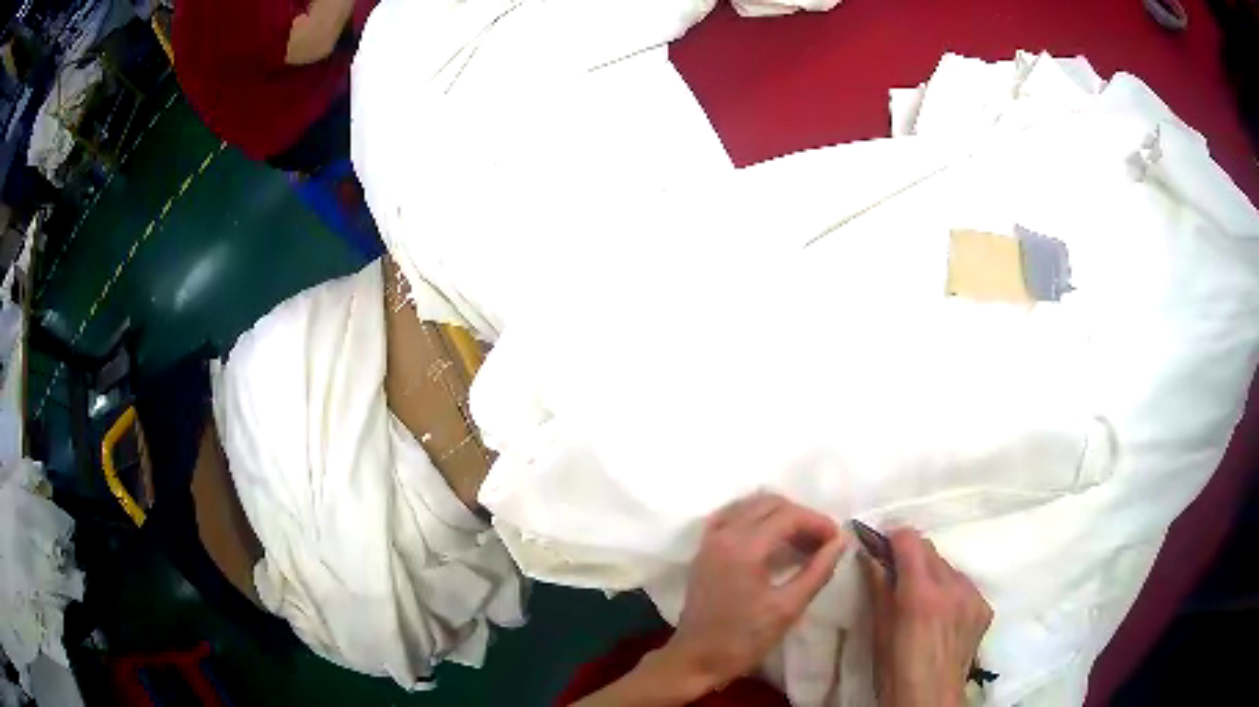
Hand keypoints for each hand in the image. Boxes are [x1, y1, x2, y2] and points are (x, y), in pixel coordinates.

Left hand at [661, 493, 846, 691]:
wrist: (696, 659)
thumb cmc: (743, 639)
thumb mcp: (788, 608)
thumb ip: (817, 570)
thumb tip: (841, 541)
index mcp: (744, 547)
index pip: (789, 515)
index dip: (818, 522)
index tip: (837, 540)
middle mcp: (724, 534)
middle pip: (770, 504)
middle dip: (801, 517)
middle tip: (822, 542)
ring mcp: (710, 540)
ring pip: (750, 506)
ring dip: (779, 515)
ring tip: (801, 541)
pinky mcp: (703, 550)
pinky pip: (730, 517)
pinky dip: (753, 518)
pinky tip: (768, 537)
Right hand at [862, 528, 991, 706]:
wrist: (929, 698)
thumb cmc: (894, 669)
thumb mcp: (878, 629)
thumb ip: (878, 587)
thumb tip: (869, 556)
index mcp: (921, 592)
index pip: (910, 539)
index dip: (893, 538)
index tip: (882, 547)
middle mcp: (952, 586)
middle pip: (931, 550)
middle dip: (913, 557)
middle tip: (898, 577)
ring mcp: (973, 596)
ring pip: (950, 568)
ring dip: (934, 575)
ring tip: (924, 602)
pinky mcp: (985, 607)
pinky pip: (966, 587)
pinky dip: (952, 593)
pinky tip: (944, 616)